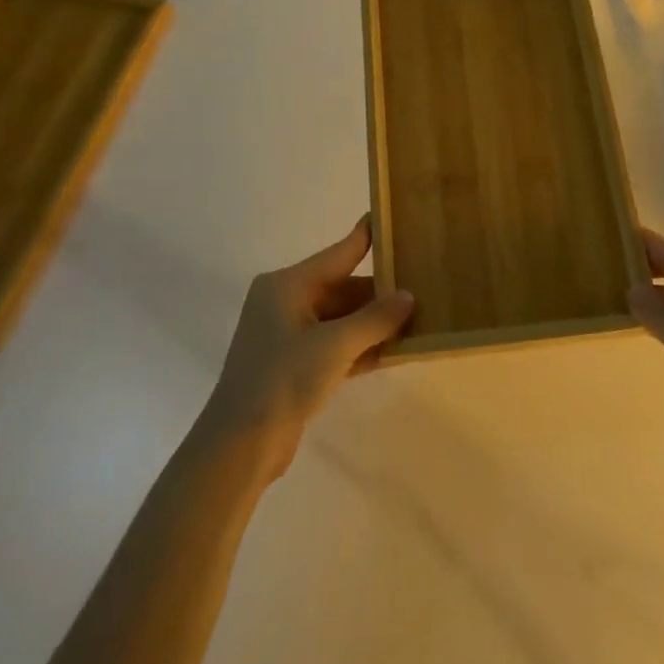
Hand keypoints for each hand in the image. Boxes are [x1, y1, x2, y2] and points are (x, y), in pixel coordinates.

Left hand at [200, 217, 413, 481]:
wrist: (241, 445)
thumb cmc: (284, 379)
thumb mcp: (335, 345)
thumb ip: (376, 318)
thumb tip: (408, 297)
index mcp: (287, 285)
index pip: (339, 253)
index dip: (367, 237)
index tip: (393, 219)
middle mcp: (286, 302)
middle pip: (343, 288)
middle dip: (380, 293)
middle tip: (423, 286)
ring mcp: (290, 336)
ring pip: (342, 319)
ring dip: (375, 323)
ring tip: (419, 317)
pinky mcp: (295, 366)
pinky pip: (337, 345)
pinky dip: (362, 347)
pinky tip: (397, 349)